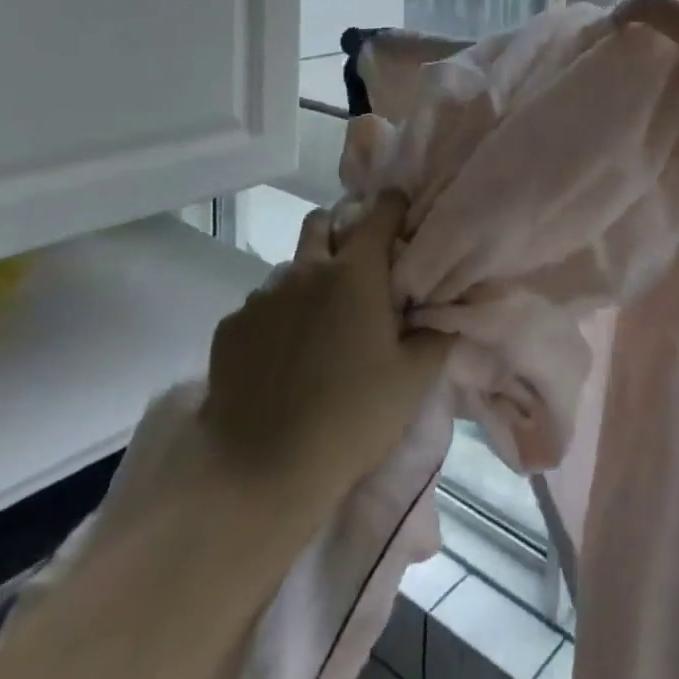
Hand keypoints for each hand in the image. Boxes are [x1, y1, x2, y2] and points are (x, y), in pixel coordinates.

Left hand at [200, 190, 448, 508]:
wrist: (262, 472)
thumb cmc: (352, 418)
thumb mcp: (413, 381)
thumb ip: (435, 336)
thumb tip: (447, 314)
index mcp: (356, 272)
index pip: (381, 211)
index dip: (394, 206)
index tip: (402, 216)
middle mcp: (307, 270)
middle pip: (320, 222)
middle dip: (339, 231)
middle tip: (355, 268)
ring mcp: (263, 296)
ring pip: (289, 267)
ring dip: (306, 280)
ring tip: (316, 323)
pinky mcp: (231, 327)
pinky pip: (259, 306)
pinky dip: (275, 318)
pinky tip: (280, 358)